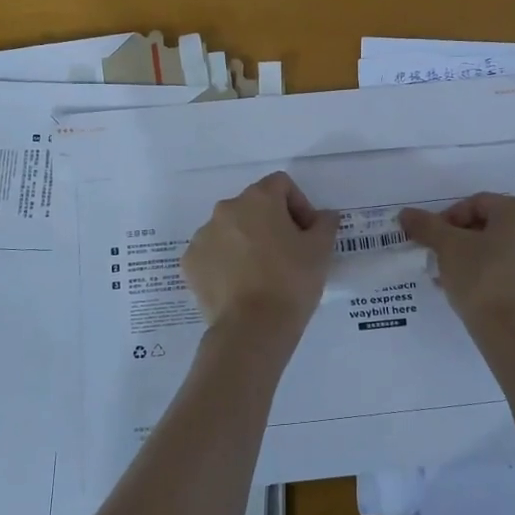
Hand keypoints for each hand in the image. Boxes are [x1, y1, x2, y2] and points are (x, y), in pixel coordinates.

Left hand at [183, 172, 338, 329]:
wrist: (252, 329)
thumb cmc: (291, 282)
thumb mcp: (321, 250)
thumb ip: (324, 224)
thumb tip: (324, 216)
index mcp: (258, 199)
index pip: (281, 185)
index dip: (299, 205)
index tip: (307, 234)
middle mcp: (226, 209)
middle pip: (253, 206)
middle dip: (271, 223)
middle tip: (288, 255)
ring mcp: (203, 236)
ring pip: (230, 230)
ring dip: (246, 242)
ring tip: (262, 274)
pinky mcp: (190, 263)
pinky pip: (213, 254)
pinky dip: (226, 262)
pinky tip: (240, 286)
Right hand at [400, 192, 514, 334]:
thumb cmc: (482, 280)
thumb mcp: (448, 249)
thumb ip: (427, 226)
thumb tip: (406, 214)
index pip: (478, 204)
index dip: (450, 220)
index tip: (435, 242)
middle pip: (498, 228)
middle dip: (469, 242)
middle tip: (447, 263)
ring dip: (489, 262)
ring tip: (465, 285)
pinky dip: (511, 284)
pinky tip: (492, 302)